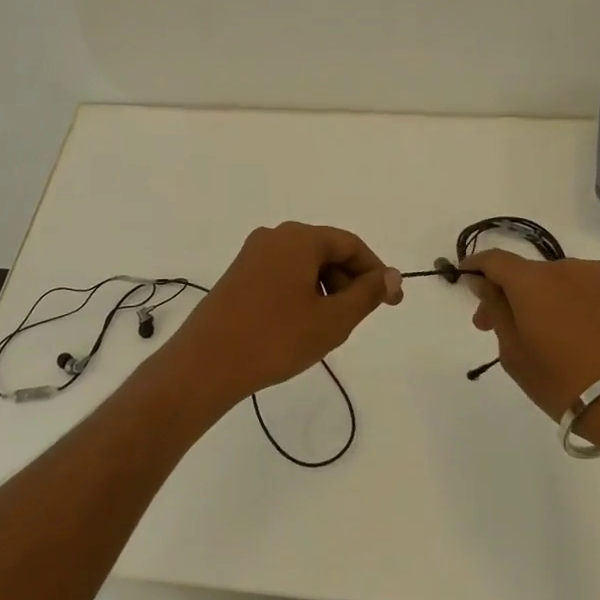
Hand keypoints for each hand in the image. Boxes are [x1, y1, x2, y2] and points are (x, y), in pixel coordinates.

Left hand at [168, 222, 402, 406]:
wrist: (207, 363)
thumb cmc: (277, 338)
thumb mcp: (332, 319)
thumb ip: (367, 294)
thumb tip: (391, 275)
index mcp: (299, 238)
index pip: (350, 244)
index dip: (375, 272)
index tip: (392, 302)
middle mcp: (274, 236)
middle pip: (326, 251)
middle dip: (349, 282)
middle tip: (358, 319)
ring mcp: (252, 255)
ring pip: (304, 264)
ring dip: (325, 290)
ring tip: (328, 327)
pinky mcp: (238, 275)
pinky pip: (282, 275)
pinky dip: (301, 293)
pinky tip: (300, 325)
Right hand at [461, 251, 599, 420]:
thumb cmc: (560, 379)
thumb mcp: (512, 350)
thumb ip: (495, 310)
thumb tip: (482, 282)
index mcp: (531, 278)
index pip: (493, 259)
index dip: (474, 267)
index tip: (464, 283)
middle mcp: (562, 268)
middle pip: (522, 272)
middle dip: (502, 293)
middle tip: (489, 327)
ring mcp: (592, 280)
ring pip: (548, 282)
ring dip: (532, 299)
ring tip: (529, 335)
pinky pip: (573, 290)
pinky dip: (558, 303)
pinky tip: (559, 333)